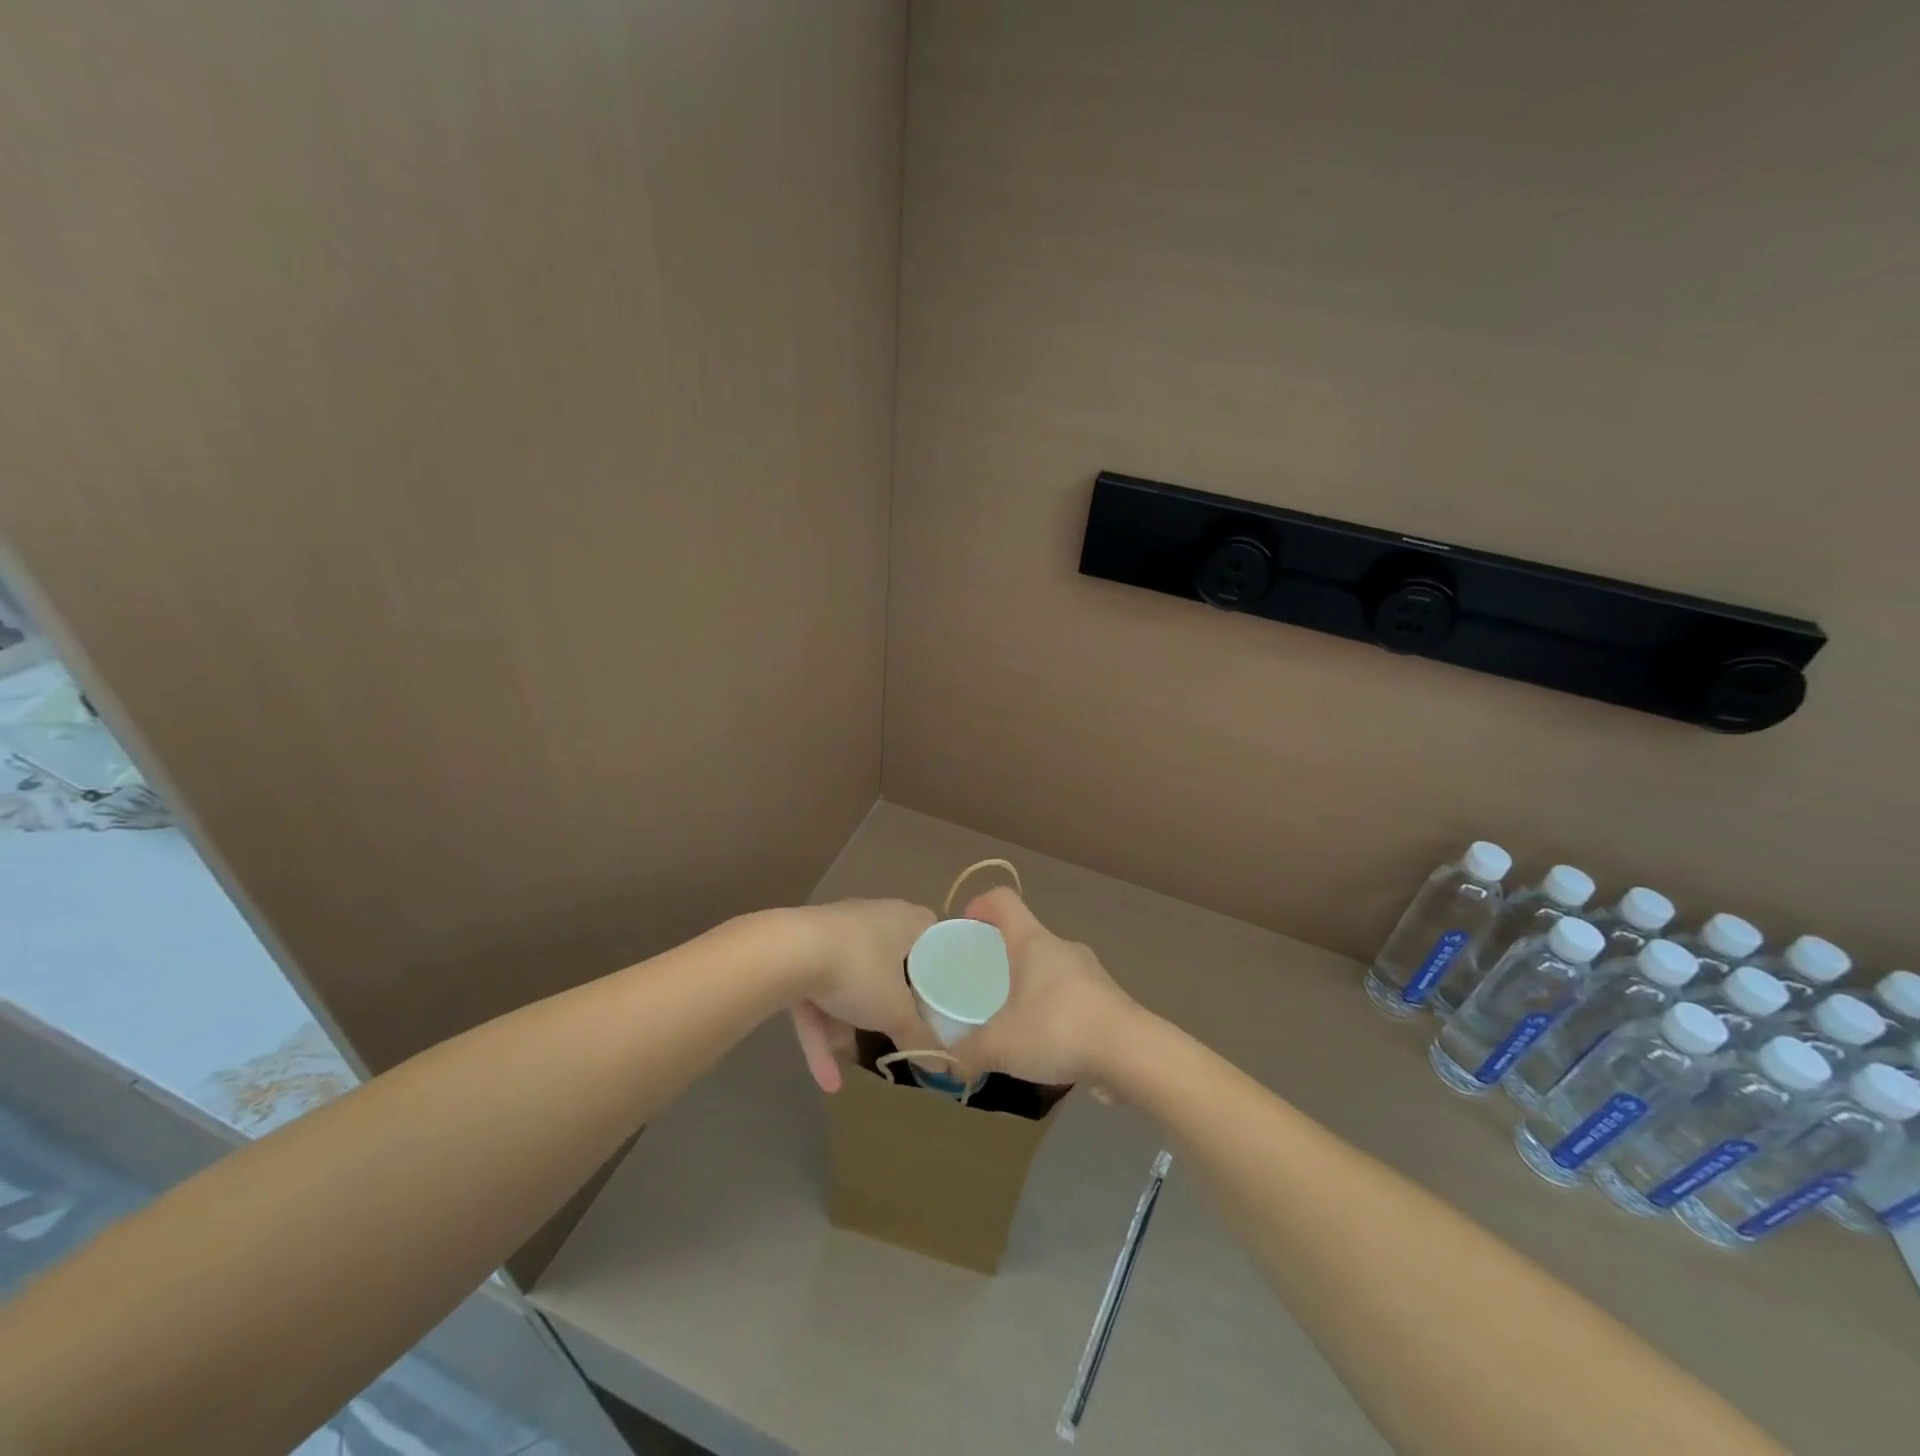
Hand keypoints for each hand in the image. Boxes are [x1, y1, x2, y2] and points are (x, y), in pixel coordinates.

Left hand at [788, 899, 936, 1092]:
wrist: (786, 952)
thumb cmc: (858, 970)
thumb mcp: (896, 1012)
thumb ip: (920, 1037)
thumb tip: (944, 1066)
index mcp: (905, 920)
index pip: (934, 937)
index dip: (942, 966)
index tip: (946, 995)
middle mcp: (872, 919)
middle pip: (891, 963)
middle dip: (891, 1002)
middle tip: (904, 1027)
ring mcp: (833, 934)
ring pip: (850, 982)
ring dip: (849, 1024)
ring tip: (854, 1062)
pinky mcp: (800, 952)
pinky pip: (818, 994)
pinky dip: (822, 1031)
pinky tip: (826, 1079)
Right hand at [951, 887, 1140, 1086]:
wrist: (1132, 1053)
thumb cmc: (1058, 1030)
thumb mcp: (1000, 1045)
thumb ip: (968, 1052)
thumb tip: (950, 1062)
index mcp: (1033, 942)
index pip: (1003, 900)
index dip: (980, 906)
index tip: (965, 929)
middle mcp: (1062, 947)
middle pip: (1025, 936)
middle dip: (1001, 955)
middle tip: (982, 986)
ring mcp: (1090, 972)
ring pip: (1049, 968)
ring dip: (1029, 986)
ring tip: (1013, 1021)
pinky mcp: (1108, 999)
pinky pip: (1070, 996)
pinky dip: (1054, 1011)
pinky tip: (1047, 1045)